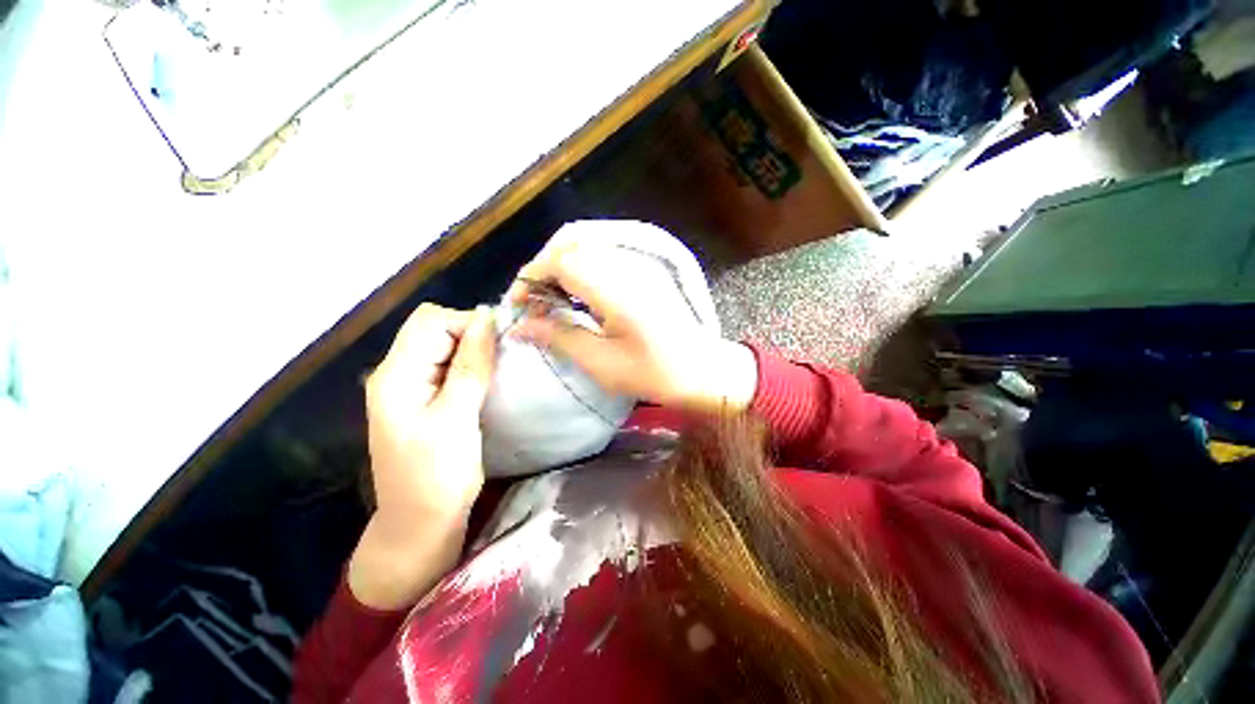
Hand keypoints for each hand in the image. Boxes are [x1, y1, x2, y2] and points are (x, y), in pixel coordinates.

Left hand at [349, 304, 495, 609]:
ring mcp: (411, 387)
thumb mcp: (457, 418)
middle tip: (501, 360)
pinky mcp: (426, 399)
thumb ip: (470, 366)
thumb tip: (486, 318)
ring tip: (499, 370)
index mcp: (396, 375)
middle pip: (435, 329)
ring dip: (474, 351)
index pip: (431, 321)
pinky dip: (471, 366)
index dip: (468, 324)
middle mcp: (397, 373)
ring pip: (445, 346)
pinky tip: (488, 380)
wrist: (420, 525)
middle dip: (472, 335)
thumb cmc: (438, 476)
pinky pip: (449, 366)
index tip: (501, 345)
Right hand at [506, 229, 756, 413]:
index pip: (561, 260)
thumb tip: (519, 326)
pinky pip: (602, 254)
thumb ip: (559, 338)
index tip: (517, 304)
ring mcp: (638, 264)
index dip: (532, 276)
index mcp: (617, 289)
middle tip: (532, 300)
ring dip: (560, 264)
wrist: (702, 370)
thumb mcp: (602, 364)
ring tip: (549, 298)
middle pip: (572, 242)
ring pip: (586, 244)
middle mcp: (627, 266)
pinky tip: (576, 294)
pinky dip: (580, 267)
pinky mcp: (643, 270)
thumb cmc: (655, 374)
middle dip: (543, 266)